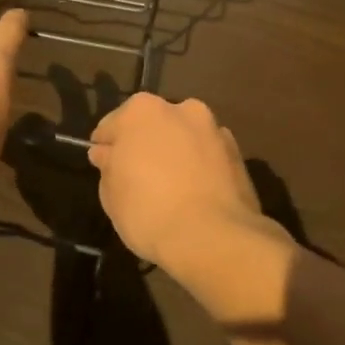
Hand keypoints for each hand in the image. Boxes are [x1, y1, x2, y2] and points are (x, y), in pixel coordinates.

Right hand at [86, 93, 275, 268]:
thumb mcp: (111, 194)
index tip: (106, 169)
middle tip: (138, 178)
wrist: (213, 236)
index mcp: (142, 110)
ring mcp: (214, 129)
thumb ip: (108, 166)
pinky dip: (199, 167)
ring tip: (171, 189)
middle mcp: (181, 108)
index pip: (112, 126)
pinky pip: (207, 156)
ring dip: (176, 154)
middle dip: (145, 145)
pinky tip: (194, 195)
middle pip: (153, 126)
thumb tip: (107, 154)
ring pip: (184, 138)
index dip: (107, 149)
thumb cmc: (148, 210)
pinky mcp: (238, 153)